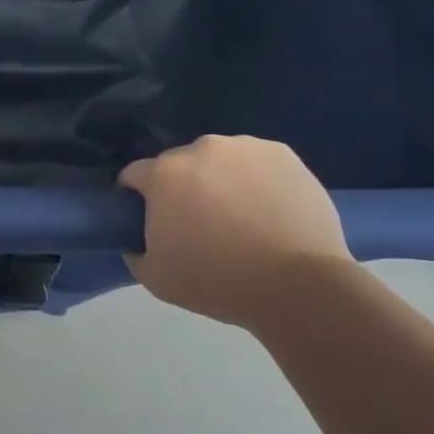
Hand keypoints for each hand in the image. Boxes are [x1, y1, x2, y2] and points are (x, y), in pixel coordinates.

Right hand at [119, 136, 353, 326]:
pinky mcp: (282, 154)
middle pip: (180, 164)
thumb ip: (135, 250)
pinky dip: (256, 179)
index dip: (138, 196)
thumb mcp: (156, 278)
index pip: (135, 174)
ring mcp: (245, 147)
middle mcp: (201, 148)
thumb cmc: (219, 282)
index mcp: (165, 174)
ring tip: (242, 217)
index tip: (150, 220)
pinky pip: (257, 162)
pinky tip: (269, 210)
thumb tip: (137, 240)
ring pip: (220, 160)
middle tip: (200, 223)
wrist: (298, 286)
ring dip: (220, 179)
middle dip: (183, 187)